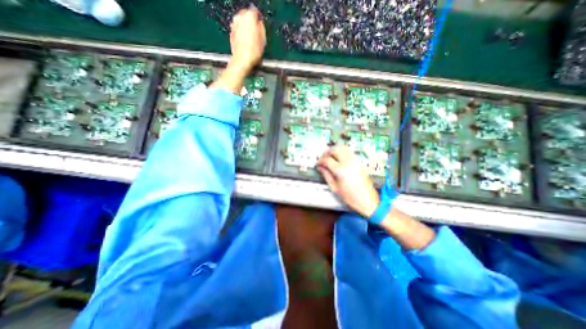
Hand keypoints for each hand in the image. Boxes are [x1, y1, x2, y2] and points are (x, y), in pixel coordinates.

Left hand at [230, 7, 266, 69]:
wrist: (242, 60)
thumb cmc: (254, 51)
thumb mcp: (263, 40)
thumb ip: (261, 28)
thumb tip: (260, 24)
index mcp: (249, 17)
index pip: (254, 11)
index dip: (258, 18)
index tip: (261, 25)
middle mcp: (239, 17)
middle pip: (246, 15)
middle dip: (250, 21)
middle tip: (256, 31)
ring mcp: (233, 25)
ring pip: (241, 22)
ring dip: (245, 27)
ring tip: (250, 37)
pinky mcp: (231, 33)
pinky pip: (237, 29)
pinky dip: (241, 32)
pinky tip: (245, 41)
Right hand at [319, 146, 376, 216]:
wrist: (367, 200)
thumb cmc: (350, 197)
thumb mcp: (335, 187)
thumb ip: (326, 175)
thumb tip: (320, 167)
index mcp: (341, 170)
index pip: (327, 160)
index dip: (321, 161)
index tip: (318, 164)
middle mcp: (348, 163)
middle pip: (335, 150)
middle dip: (326, 152)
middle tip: (323, 158)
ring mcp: (355, 161)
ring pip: (342, 148)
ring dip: (334, 150)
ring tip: (329, 156)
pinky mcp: (359, 162)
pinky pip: (349, 151)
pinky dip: (341, 151)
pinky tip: (338, 158)